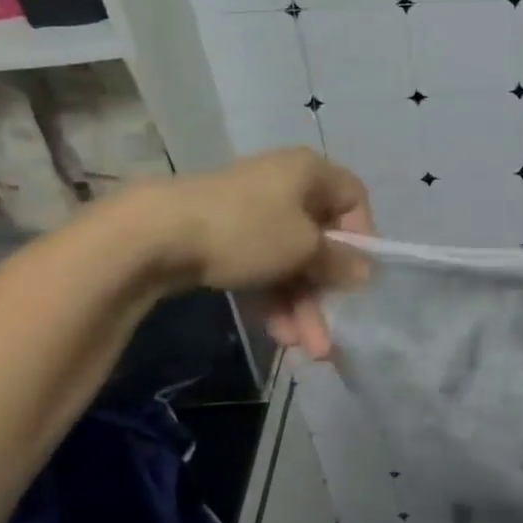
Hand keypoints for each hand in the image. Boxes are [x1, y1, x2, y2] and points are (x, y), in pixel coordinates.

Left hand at [152, 148, 372, 356]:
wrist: (155, 234)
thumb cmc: (248, 229)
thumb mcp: (305, 248)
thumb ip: (340, 262)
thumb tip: (367, 272)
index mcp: (311, 172)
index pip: (353, 200)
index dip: (362, 239)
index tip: (358, 278)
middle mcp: (287, 186)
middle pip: (321, 240)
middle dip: (326, 292)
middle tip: (329, 334)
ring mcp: (254, 212)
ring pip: (290, 261)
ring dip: (301, 305)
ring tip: (303, 349)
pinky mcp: (225, 237)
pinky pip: (262, 267)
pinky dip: (273, 298)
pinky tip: (278, 334)